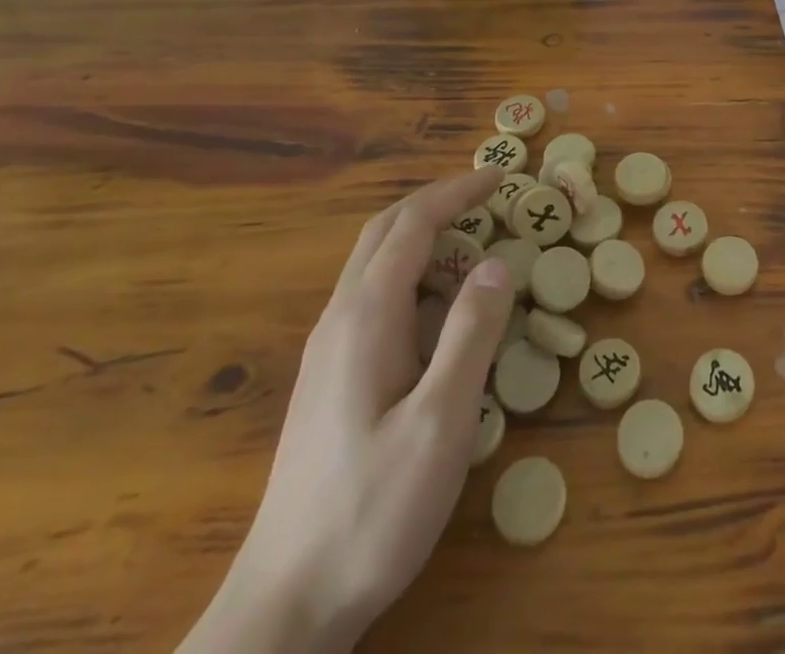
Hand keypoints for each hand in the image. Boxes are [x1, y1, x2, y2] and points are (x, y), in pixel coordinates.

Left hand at [179, 168, 514, 653]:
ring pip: (375, 266)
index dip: (456, 193)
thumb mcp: (440, 423)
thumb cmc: (371, 511)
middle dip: (436, 203)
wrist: (285, 607)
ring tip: (475, 248)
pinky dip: (414, 277)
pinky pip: (374, 300)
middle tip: (488, 197)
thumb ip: (470, 335)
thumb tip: (496, 264)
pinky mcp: (328, 381)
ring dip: (424, 239)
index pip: (412, 226)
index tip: (499, 178)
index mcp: (365, 318)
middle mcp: (339, 321)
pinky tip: (439, 312)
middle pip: (384, 234)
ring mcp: (327, 352)